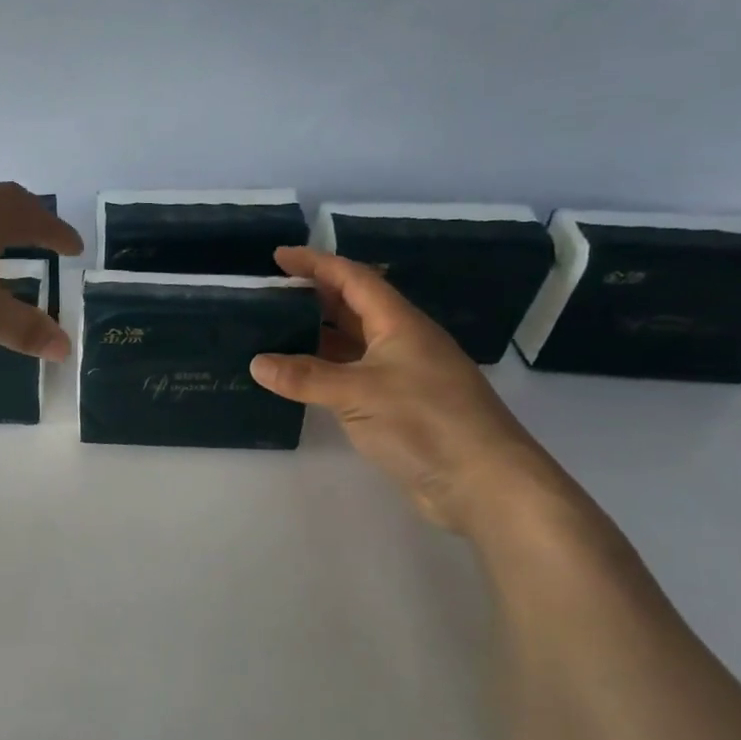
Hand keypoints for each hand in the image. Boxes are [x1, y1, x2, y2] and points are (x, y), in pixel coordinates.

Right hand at [250, 247, 563, 532]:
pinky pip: (352, 375)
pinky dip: (323, 371)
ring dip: (315, 335)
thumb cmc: (425, 421)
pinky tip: (298, 378)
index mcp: (399, 324)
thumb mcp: (358, 392)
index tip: (278, 256)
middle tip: (269, 294)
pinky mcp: (398, 406)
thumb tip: (257, 363)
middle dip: (313, 296)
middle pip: (353, 307)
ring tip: (272, 331)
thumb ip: (305, 377)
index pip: (353, 279)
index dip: (316, 263)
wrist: (483, 483)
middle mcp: (401, 342)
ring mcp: (401, 375)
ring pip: (352, 343)